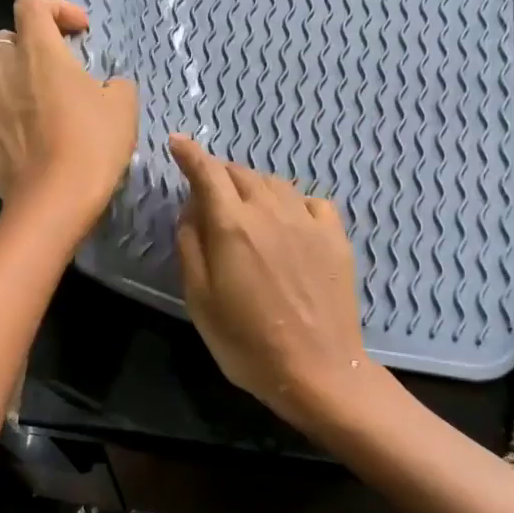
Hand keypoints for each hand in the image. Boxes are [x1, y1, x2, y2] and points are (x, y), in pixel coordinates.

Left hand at [0, 0, 137, 235]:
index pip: (32, 3)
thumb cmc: (92, 147)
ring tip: (25, 102)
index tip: (77, 32)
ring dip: (5, 78)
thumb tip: (106, 84)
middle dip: (31, 48)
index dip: (56, 8)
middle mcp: (1, 64)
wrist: (54, 200)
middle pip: (8, 38)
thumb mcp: (124, 107)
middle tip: (54, 74)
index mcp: (39, 49)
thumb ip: (115, 82)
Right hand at [170, 134, 369, 428]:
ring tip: (244, 206)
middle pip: (241, 173)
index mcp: (232, 225)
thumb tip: (192, 210)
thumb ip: (191, 246)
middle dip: (219, 174)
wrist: (317, 370)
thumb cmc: (245, 342)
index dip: (190, 154)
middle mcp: (270, 211)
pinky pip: (310, 202)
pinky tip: (288, 221)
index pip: (207, 173)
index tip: (177, 142)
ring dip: (253, 186)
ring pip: (275, 184)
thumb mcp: (199, 299)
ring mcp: (308, 222)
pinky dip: (291, 202)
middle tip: (207, 191)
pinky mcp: (336, 238)